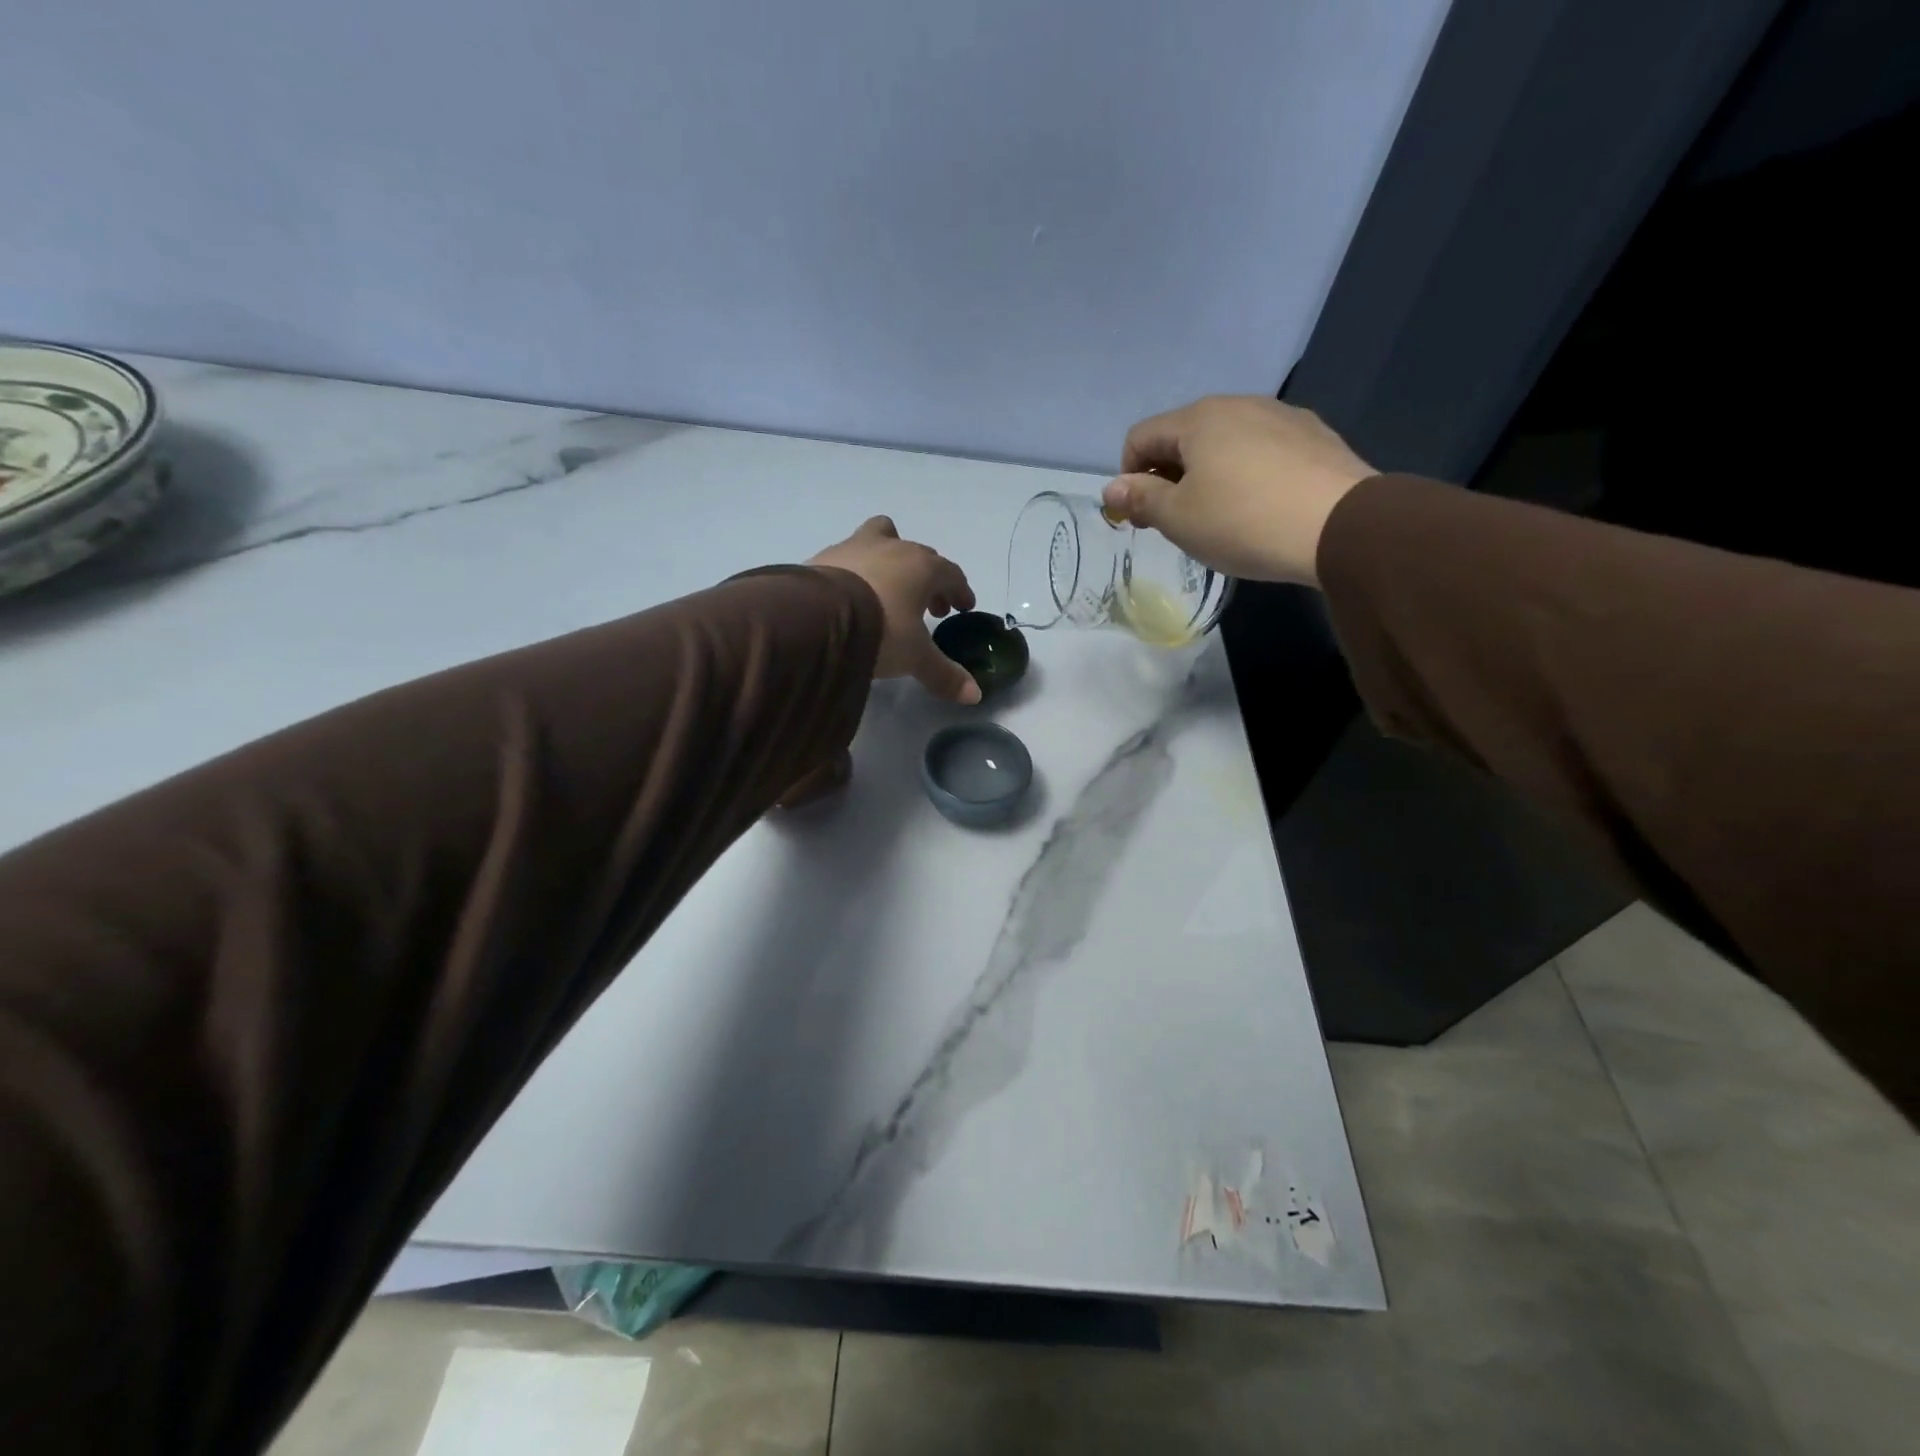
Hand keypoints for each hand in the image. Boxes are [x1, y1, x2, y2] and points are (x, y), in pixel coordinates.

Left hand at [809, 517, 980, 704]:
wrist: (816, 616)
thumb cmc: (880, 630)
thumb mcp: (915, 657)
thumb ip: (943, 674)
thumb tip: (974, 695)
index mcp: (923, 567)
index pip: (951, 574)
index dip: (960, 591)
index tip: (963, 608)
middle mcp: (893, 548)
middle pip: (920, 556)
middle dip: (930, 580)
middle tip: (930, 608)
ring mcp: (855, 546)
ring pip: (883, 538)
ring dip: (892, 561)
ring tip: (888, 588)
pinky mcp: (824, 556)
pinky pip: (849, 555)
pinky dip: (857, 570)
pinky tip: (851, 592)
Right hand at [1100, 396, 1375, 584]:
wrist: (1340, 526)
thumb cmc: (1243, 521)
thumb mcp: (1179, 518)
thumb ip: (1141, 499)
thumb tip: (1112, 488)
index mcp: (1198, 419)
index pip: (1140, 437)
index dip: (1129, 477)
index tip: (1141, 516)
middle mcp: (1239, 404)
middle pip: (1183, 437)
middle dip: (1169, 476)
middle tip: (1177, 521)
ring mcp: (1282, 416)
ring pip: (1225, 442)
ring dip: (1209, 475)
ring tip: (1222, 517)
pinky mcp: (1315, 436)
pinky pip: (1262, 451)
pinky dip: (1248, 474)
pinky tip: (1261, 507)